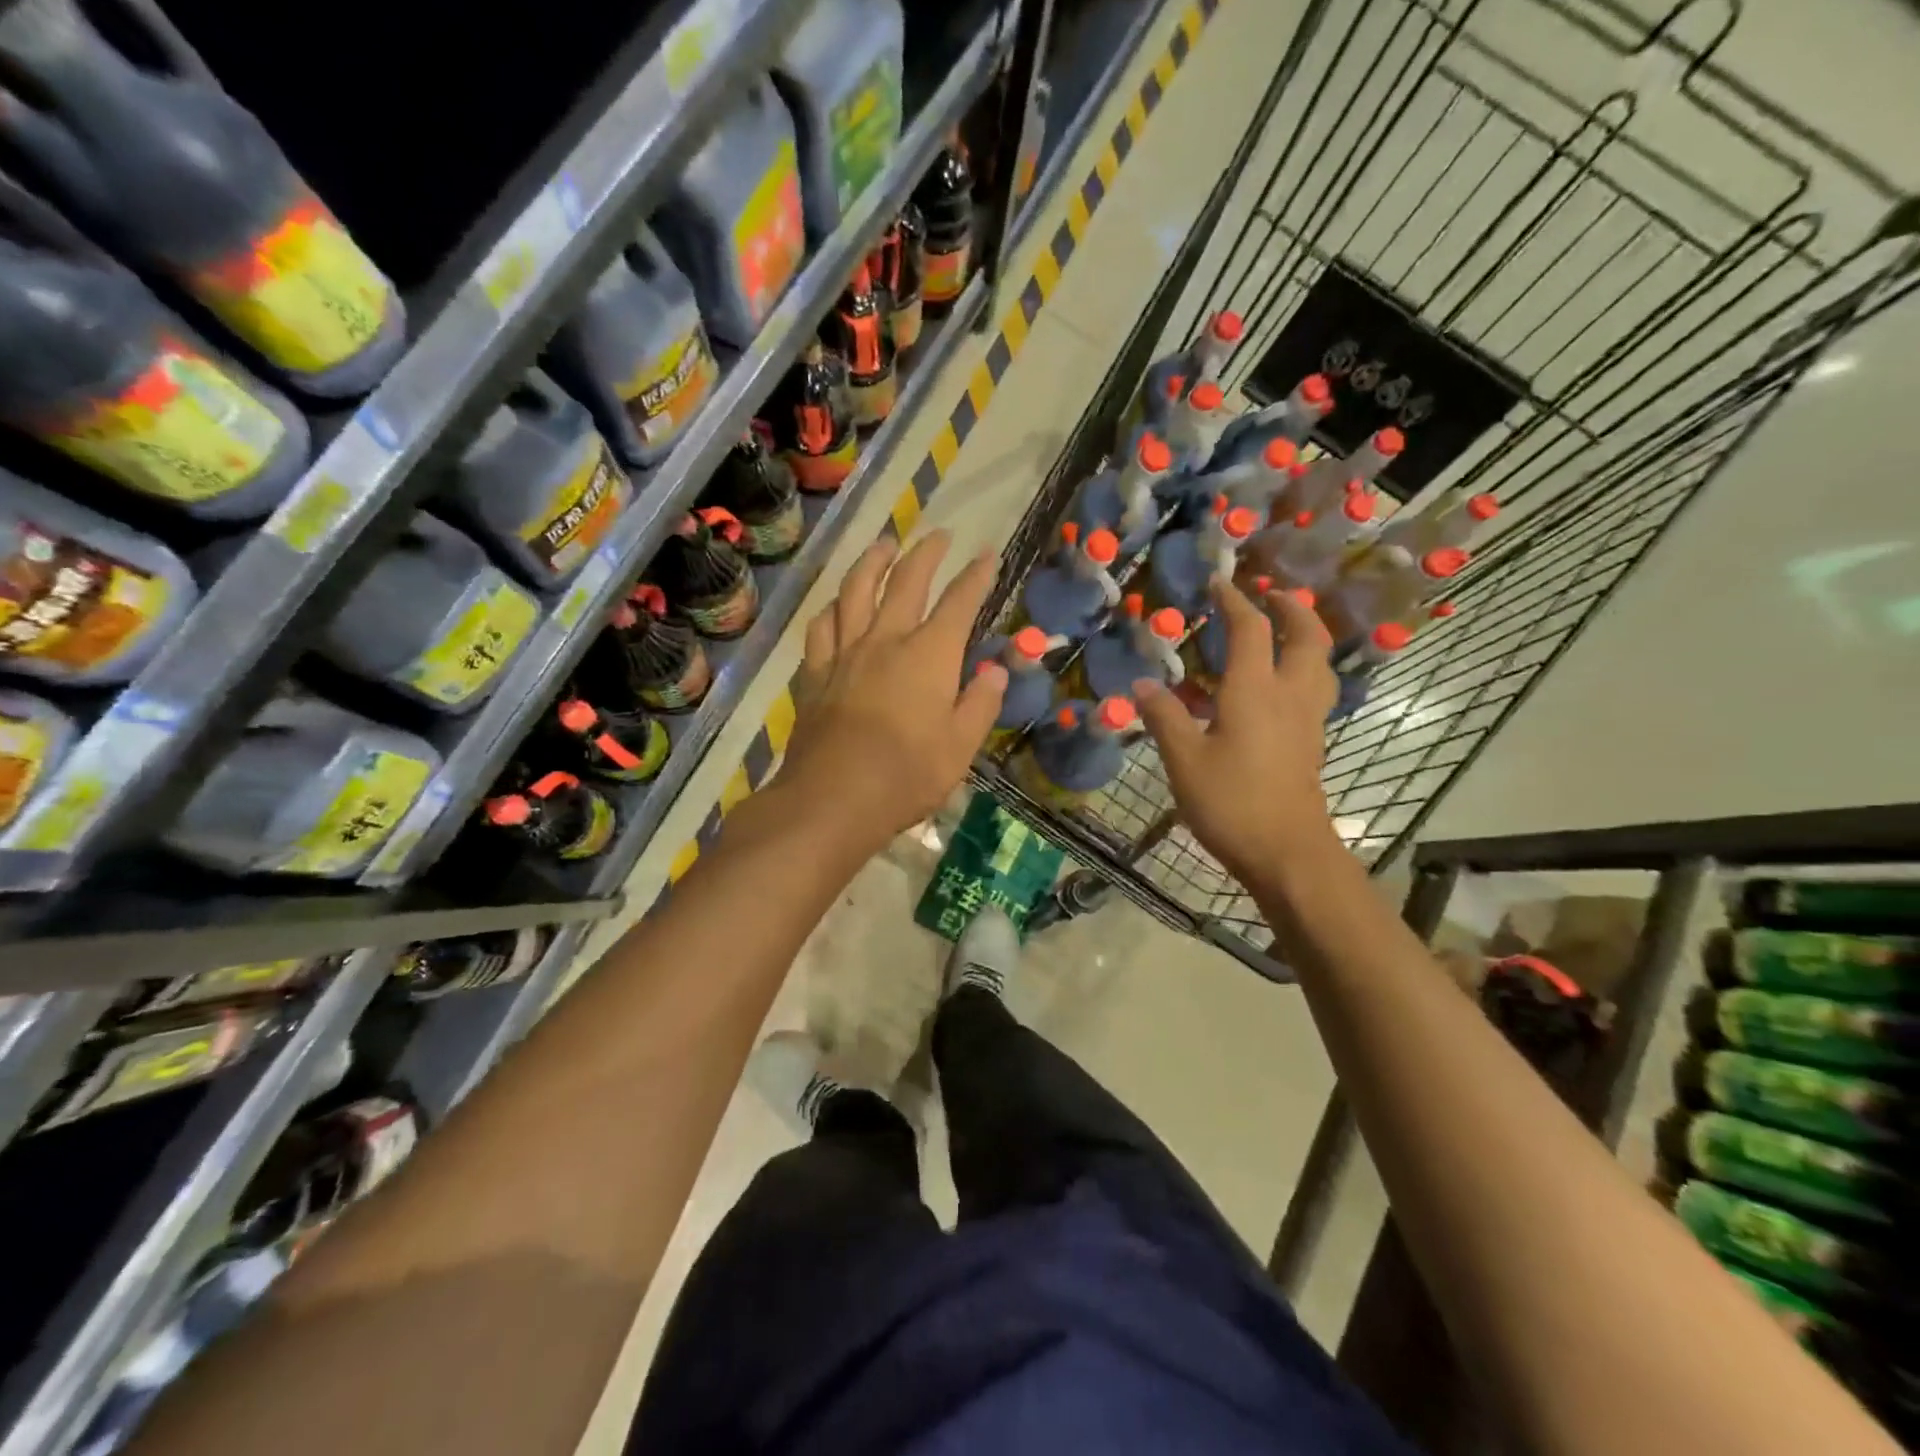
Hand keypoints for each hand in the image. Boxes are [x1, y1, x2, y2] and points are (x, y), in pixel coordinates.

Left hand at [780, 531, 1004, 854]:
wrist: (834, 798)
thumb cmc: (907, 775)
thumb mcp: (961, 746)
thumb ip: (980, 703)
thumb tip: (996, 669)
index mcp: (929, 655)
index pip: (959, 603)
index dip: (976, 576)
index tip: (987, 555)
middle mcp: (886, 640)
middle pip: (906, 582)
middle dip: (926, 554)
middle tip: (938, 535)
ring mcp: (845, 653)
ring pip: (855, 591)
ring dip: (871, 562)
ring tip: (882, 546)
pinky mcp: (816, 674)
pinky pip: (821, 628)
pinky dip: (831, 609)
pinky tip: (835, 605)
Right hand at [1133, 582, 1339, 881]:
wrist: (1288, 853)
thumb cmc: (1231, 803)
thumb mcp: (1184, 760)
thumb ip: (1164, 717)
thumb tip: (1141, 684)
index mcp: (1254, 691)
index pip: (1250, 630)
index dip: (1234, 601)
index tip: (1220, 582)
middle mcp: (1289, 696)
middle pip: (1306, 637)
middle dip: (1291, 608)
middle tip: (1271, 595)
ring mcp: (1307, 721)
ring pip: (1320, 664)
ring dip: (1306, 637)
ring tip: (1284, 632)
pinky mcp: (1312, 745)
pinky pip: (1315, 691)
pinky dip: (1303, 671)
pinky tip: (1279, 688)